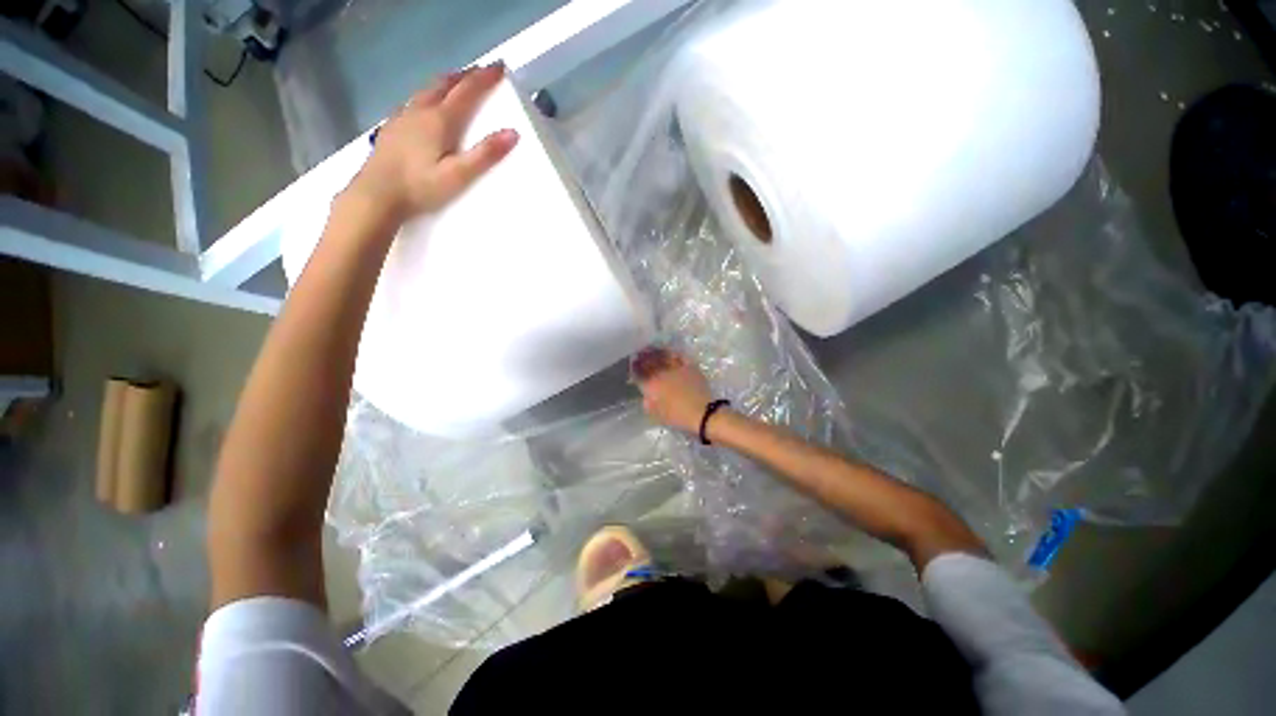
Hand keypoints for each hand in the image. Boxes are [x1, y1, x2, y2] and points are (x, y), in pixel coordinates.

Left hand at [347, 64, 519, 222]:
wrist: (376, 194)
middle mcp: (420, 110)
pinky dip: (429, 95)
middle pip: (444, 84)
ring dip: (446, 83)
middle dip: (465, 76)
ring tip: (457, 84)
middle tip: (480, 73)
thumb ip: (485, 155)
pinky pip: (414, 101)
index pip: (466, 91)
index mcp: (439, 120)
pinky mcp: (392, 127)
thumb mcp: (458, 175)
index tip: (499, 67)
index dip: (484, 78)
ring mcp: (403, 117)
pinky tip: (427, 106)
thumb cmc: (420, 187)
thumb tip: (513, 133)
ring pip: (427, 90)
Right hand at [632, 348, 714, 433]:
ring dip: (656, 352)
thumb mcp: (657, 415)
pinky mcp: (690, 366)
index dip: (634, 367)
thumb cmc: (678, 417)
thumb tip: (646, 396)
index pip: (639, 373)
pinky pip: (679, 356)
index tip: (633, 364)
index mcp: (652, 385)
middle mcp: (661, 373)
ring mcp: (676, 367)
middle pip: (649, 361)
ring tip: (653, 350)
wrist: (702, 413)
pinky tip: (670, 353)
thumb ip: (648, 404)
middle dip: (643, 357)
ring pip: (663, 356)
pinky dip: (672, 353)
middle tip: (640, 353)